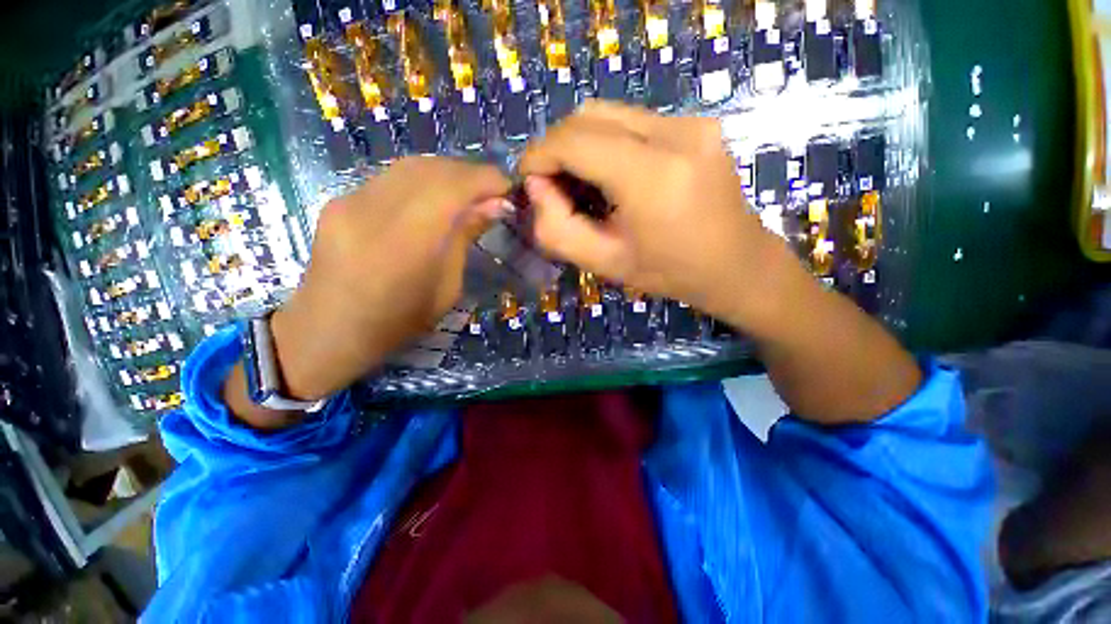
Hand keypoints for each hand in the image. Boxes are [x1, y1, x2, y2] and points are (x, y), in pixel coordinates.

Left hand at [269, 157, 509, 401]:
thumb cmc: (397, 323)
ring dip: (448, 173)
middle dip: (470, 173)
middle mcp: (373, 210)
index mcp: (405, 244)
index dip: (485, 179)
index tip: (509, 187)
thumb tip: (495, 206)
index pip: (451, 188)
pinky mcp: (340, 199)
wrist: (326, 330)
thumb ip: (465, 239)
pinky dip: (424, 180)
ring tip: (470, 191)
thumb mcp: (446, 290)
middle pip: (431, 169)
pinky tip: (435, 197)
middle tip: (493, 190)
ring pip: (410, 166)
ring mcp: (350, 200)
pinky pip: (392, 177)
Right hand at [519, 101, 793, 329]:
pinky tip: (611, 176)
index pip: (575, 140)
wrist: (735, 265)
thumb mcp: (604, 263)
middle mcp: (675, 134)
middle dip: (558, 147)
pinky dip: (608, 142)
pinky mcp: (696, 123)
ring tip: (582, 183)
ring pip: (609, 113)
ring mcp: (690, 123)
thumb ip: (557, 229)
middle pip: (589, 116)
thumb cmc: (669, 273)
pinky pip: (633, 121)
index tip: (528, 179)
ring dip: (582, 143)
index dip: (540, 154)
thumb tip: (537, 186)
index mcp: (651, 176)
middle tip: (553, 185)